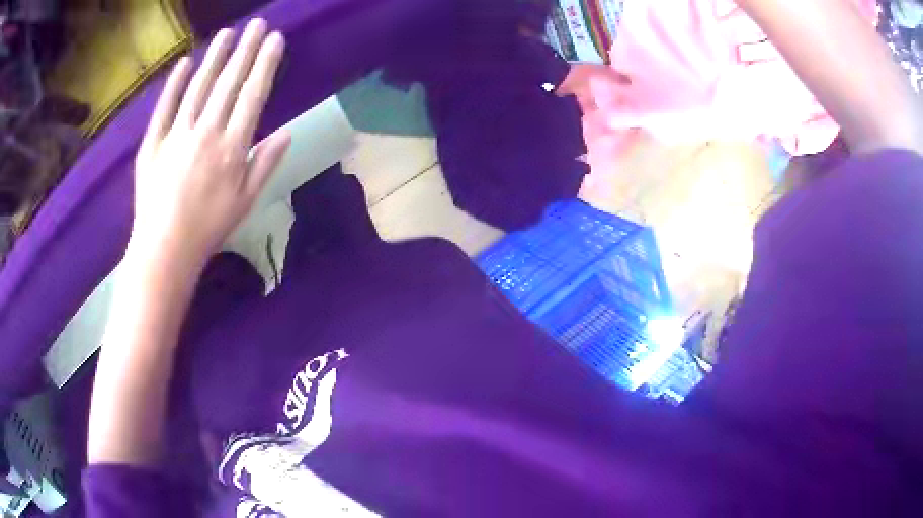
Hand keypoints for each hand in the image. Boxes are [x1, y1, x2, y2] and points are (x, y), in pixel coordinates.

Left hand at [130, 19, 289, 273]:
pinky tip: (185, 62)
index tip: (275, 40)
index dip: (266, 64)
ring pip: (199, 87)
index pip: (253, 95)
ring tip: (228, 33)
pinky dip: (174, 83)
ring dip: (215, 57)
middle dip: (246, 50)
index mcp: (232, 147)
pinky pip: (165, 106)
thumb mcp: (246, 201)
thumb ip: (265, 164)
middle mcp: (207, 132)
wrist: (165, 249)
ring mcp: (177, 134)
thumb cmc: (208, 228)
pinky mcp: (153, 142)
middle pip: (229, 83)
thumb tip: (287, 133)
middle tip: (257, 24)